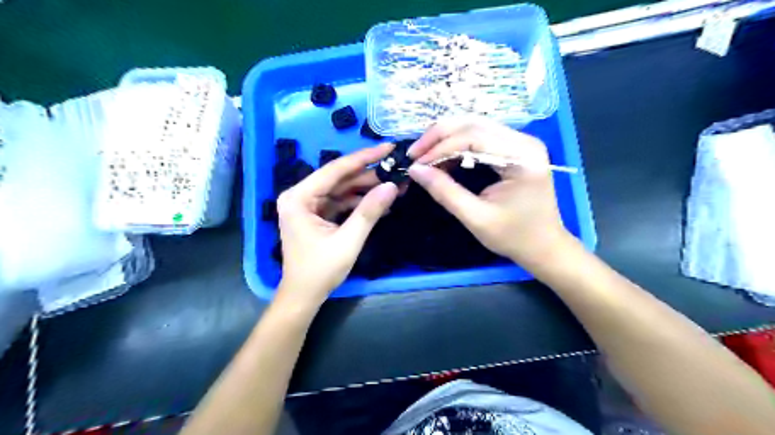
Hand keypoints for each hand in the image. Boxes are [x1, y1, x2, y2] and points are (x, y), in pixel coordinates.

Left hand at [278, 144, 398, 305]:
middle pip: (339, 179)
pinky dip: (359, 203)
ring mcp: (308, 205)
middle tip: (397, 170)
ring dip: (367, 189)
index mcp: (299, 197)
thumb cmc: (320, 271)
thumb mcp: (348, 241)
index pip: (335, 170)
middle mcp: (300, 196)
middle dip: (369, 176)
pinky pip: (340, 202)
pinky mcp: (317, 215)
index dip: (364, 158)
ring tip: (394, 186)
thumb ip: (369, 212)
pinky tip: (380, 202)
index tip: (388, 148)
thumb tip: (392, 185)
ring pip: (342, 190)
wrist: (304, 296)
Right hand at [405, 119, 567, 266]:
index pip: (474, 137)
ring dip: (447, 138)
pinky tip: (444, 157)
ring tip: (425, 154)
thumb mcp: (475, 218)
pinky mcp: (515, 148)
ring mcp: (522, 142)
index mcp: (522, 157)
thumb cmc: (514, 236)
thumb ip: (445, 191)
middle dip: (440, 136)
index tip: (415, 162)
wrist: (544, 246)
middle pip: (474, 124)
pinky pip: (481, 136)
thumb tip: (415, 170)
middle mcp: (525, 141)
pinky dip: (458, 144)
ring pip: (476, 126)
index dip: (440, 147)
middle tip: (415, 153)